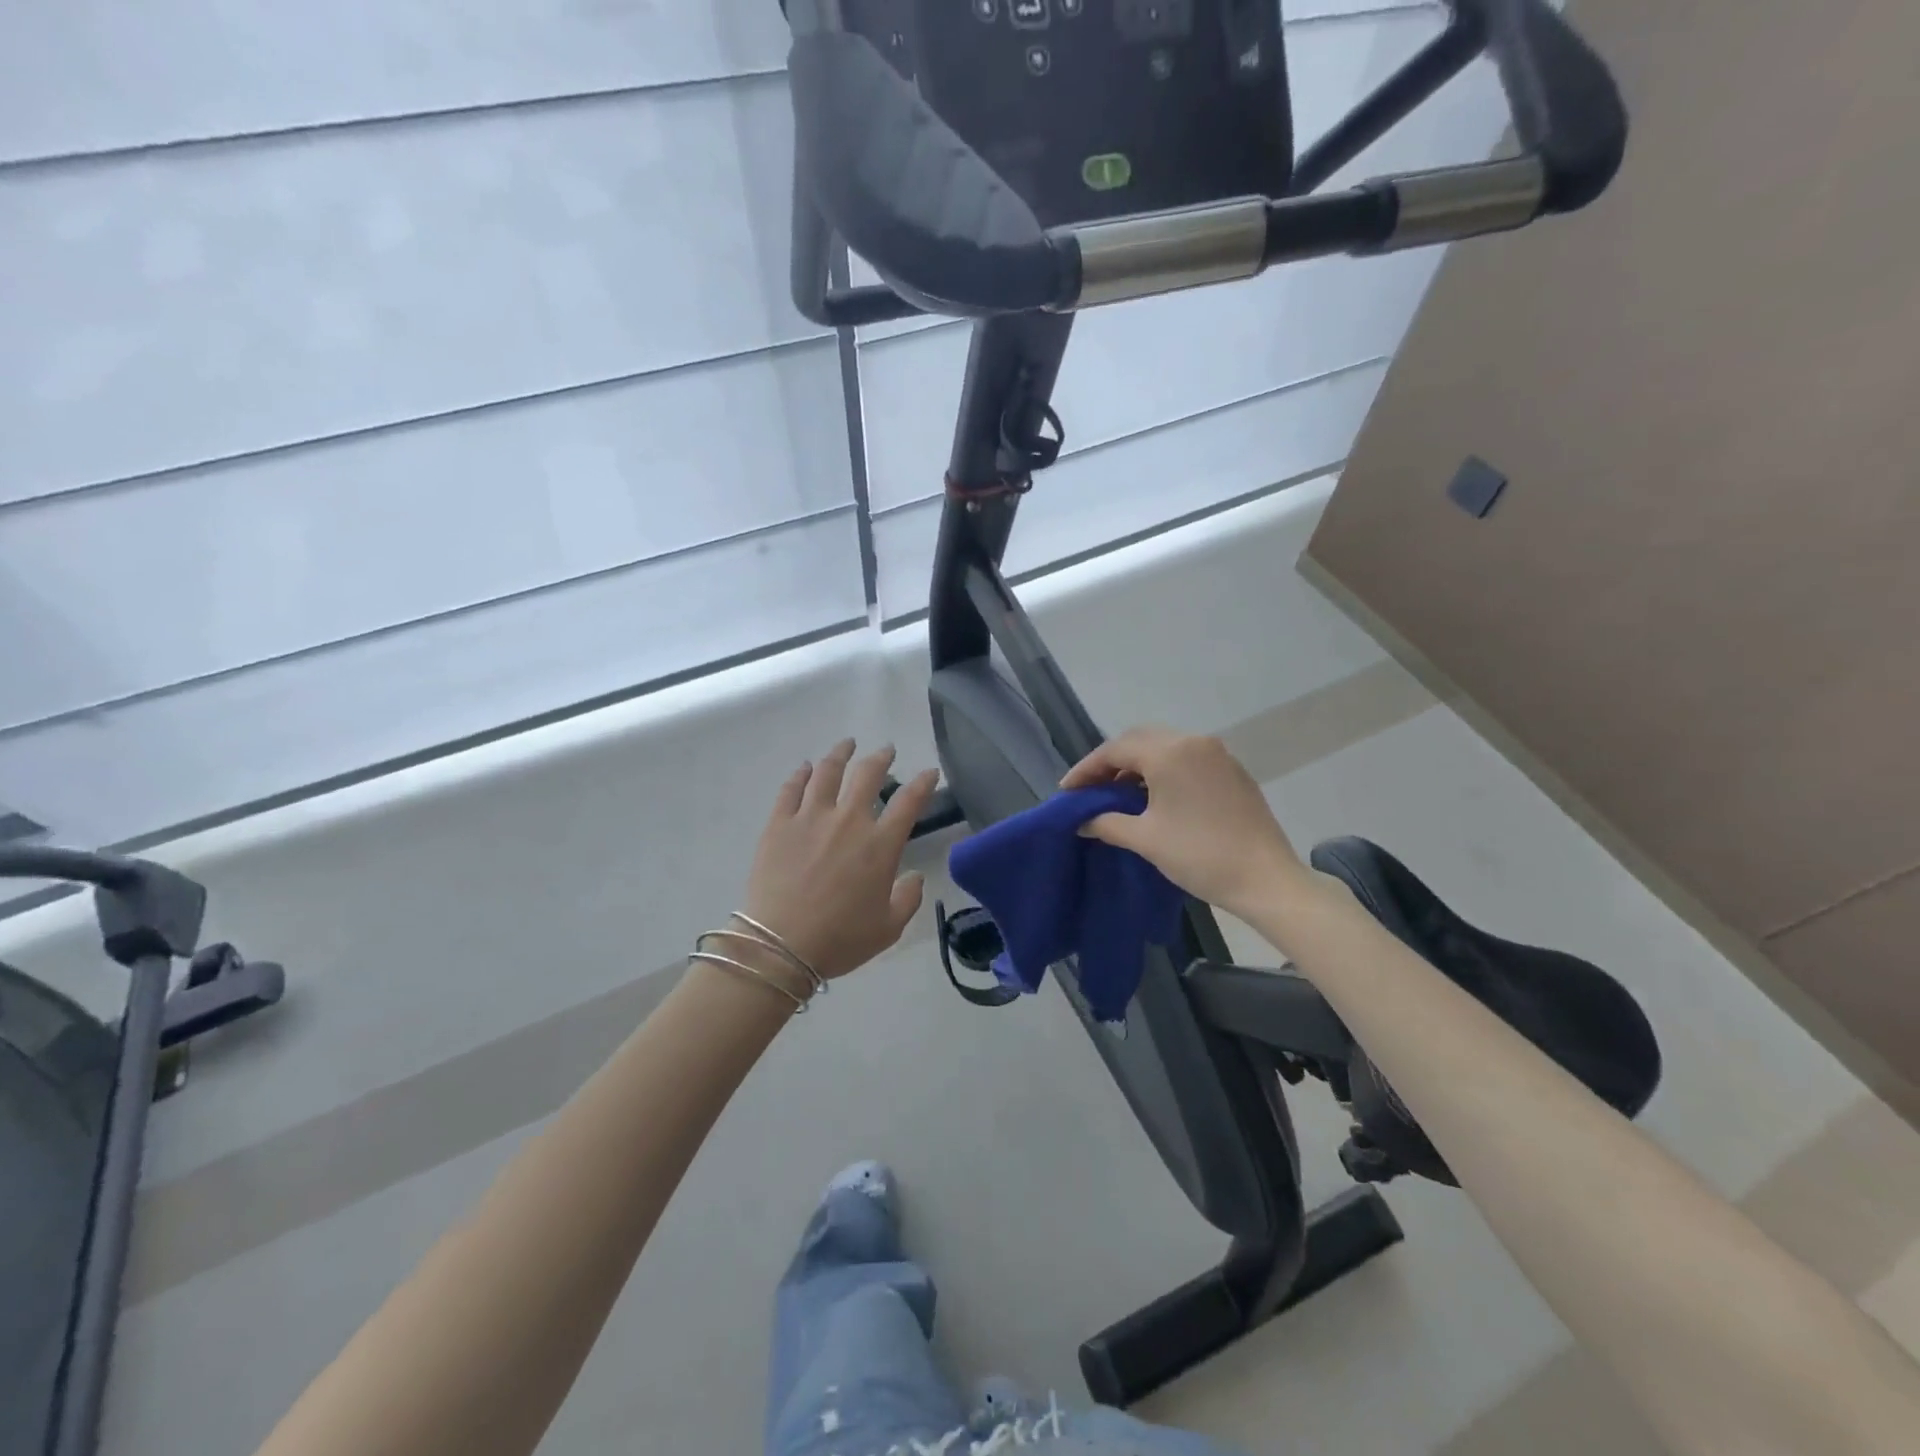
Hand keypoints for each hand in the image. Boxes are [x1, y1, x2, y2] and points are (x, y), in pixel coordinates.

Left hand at [740, 740, 937, 981]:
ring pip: (828, 772)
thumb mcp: (888, 928)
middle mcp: (848, 820)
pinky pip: (791, 788)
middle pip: (868, 774)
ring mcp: (810, 817)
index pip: (909, 802)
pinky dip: (801, 774)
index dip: (923, 783)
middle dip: (881, 758)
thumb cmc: (839, 939)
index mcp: (880, 845)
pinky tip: (805, 767)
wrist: (780, 945)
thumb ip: (908, 898)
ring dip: (841, 753)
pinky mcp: (779, 823)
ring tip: (847, 744)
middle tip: (886, 751)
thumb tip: (914, 876)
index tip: (930, 772)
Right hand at [1061, 727, 1307, 917]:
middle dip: (1110, 761)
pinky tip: (1153, 794)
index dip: (1086, 769)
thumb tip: (1082, 821)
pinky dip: (1163, 768)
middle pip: (1139, 740)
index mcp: (1169, 753)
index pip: (1115, 750)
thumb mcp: (1145, 838)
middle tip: (1090, 787)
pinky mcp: (1232, 770)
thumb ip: (1107, 822)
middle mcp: (1193, 742)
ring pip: (1165, 746)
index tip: (1067, 791)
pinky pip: (1187, 758)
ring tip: (1117, 792)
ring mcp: (1217, 754)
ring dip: (1137, 763)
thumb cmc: (1199, 856)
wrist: (1265, 879)